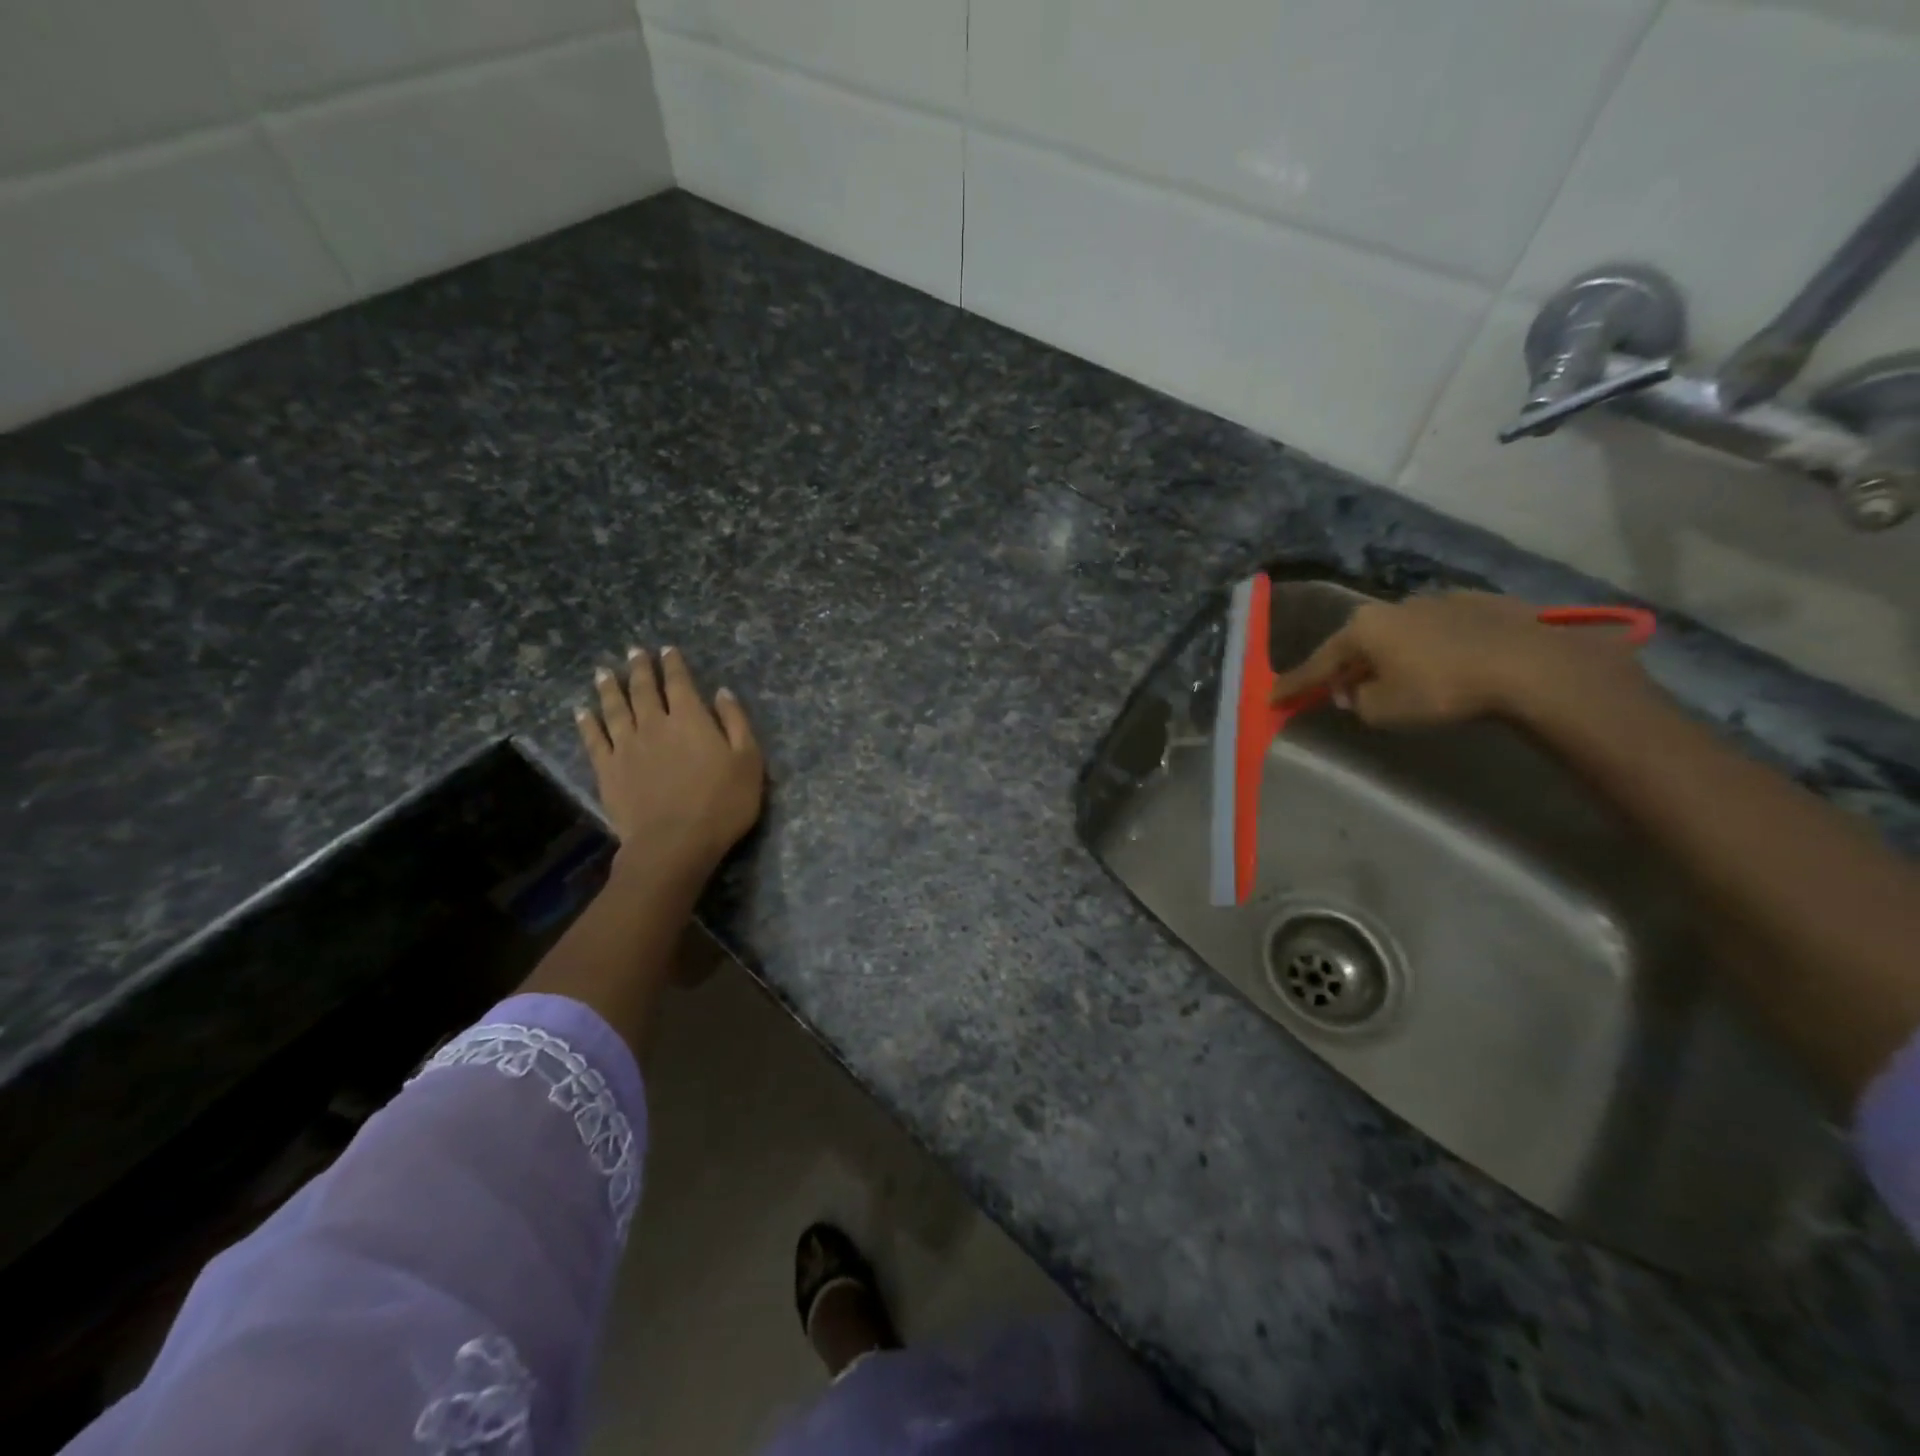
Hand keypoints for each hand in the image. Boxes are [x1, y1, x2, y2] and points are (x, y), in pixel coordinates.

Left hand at [576, 646, 764, 881]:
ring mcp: (627, 746)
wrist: (674, 843)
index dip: (674, 665)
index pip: (680, 683)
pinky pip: (594, 739)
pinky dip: (587, 722)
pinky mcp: (607, 770)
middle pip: (644, 689)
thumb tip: (722, 692)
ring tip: (602, 672)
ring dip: (609, 688)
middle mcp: (655, 724)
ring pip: (615, 708)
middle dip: (639, 668)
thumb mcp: (748, 761)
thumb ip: (736, 723)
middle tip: (633, 652)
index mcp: (691, 719)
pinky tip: (582, 712)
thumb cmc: (722, 803)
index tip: (667, 650)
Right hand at [1268, 592, 1646, 728]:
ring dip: (1391, 655)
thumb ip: (1357, 701)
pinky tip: (1445, 663)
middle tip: (1342, 691)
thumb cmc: (1441, 689)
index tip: (1273, 697)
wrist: (1529, 666)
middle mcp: (1393, 606)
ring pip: (1400, 633)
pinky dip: (1431, 647)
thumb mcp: (1383, 710)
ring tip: (1398, 678)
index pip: (1318, 663)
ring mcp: (1438, 600)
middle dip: (1347, 667)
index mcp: (1363, 628)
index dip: (1295, 684)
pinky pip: (1440, 630)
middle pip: (1358, 643)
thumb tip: (1356, 691)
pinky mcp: (1480, 604)